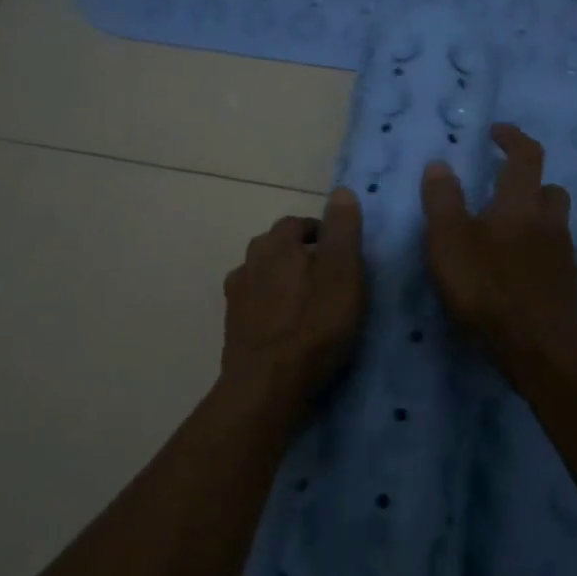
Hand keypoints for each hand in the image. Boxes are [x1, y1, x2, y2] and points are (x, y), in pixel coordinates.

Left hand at [221, 187, 365, 399]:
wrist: (267, 384)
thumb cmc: (314, 326)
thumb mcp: (343, 274)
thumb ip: (343, 231)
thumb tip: (340, 191)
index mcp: (277, 243)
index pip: (298, 222)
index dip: (321, 233)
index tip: (340, 253)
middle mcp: (250, 260)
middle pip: (277, 246)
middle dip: (300, 255)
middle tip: (328, 278)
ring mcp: (237, 294)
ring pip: (263, 274)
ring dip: (283, 281)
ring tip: (307, 304)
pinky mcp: (232, 324)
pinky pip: (254, 303)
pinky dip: (270, 307)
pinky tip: (284, 326)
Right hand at [420, 123, 576, 369]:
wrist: (537, 346)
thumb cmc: (486, 287)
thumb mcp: (448, 241)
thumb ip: (442, 201)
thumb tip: (440, 164)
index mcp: (519, 203)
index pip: (526, 155)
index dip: (512, 138)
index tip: (496, 133)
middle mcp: (548, 221)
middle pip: (548, 188)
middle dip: (528, 182)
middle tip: (501, 191)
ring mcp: (562, 253)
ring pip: (553, 222)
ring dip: (534, 217)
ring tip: (504, 234)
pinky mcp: (566, 283)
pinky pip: (552, 253)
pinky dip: (536, 250)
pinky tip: (514, 270)